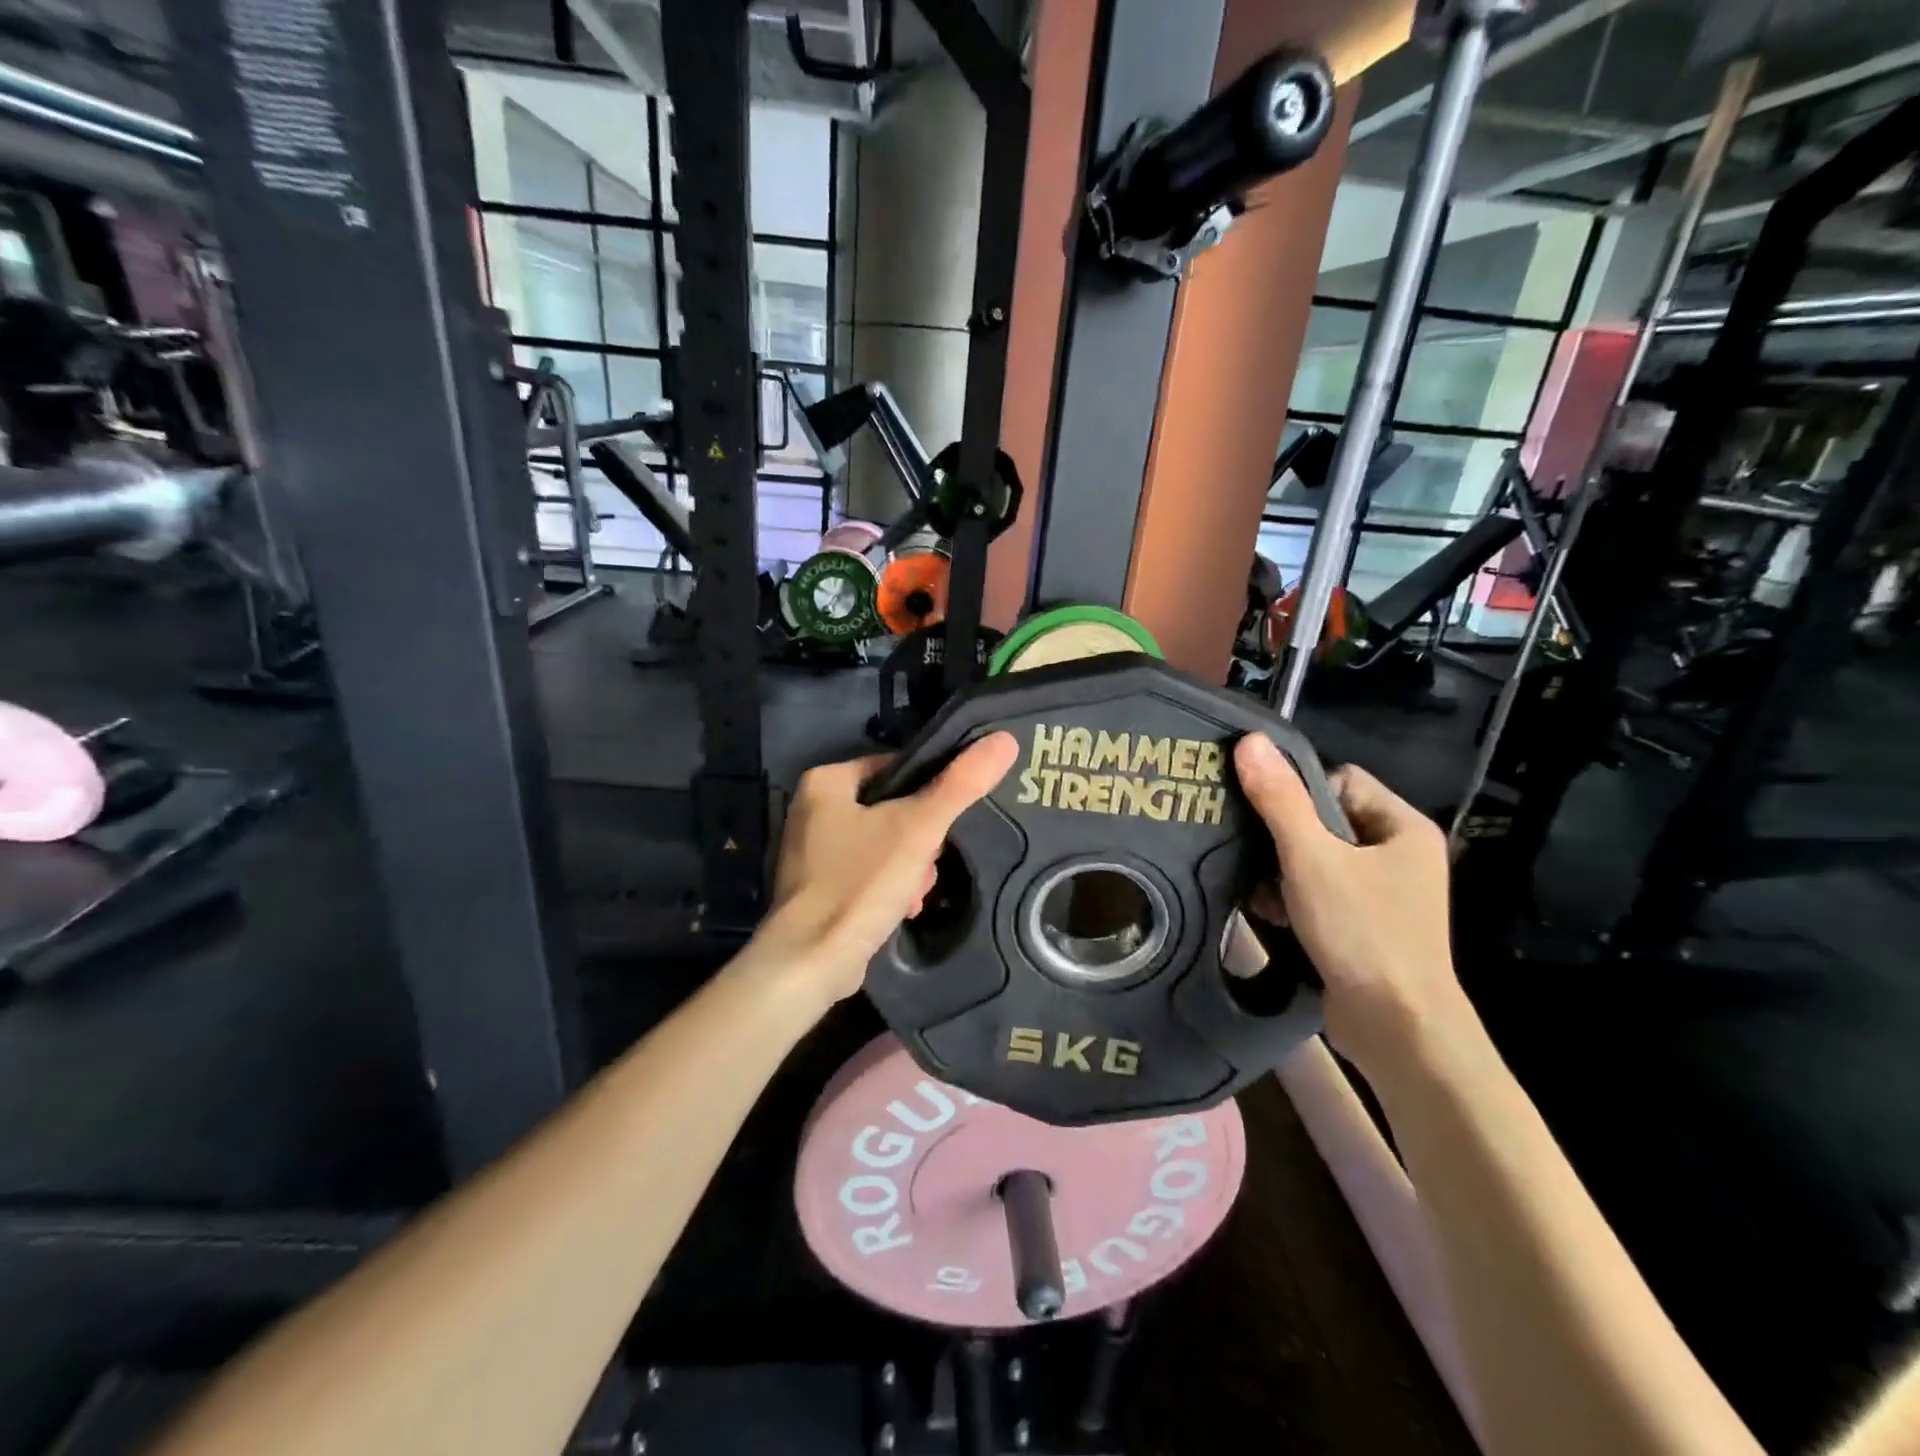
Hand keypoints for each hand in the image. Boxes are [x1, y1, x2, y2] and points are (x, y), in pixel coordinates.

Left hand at [759, 733, 1020, 1003]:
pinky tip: (901, 910)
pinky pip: (866, 874)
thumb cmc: (859, 883)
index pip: (895, 768)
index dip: (928, 793)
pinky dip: (887, 889)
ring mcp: (811, 853)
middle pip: (891, 810)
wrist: (811, 962)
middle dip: (919, 842)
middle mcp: (811, 810)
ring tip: (915, 893)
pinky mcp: (817, 889)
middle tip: (926, 865)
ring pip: (883, 845)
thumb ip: (961, 784)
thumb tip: (1004, 739)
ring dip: (909, 869)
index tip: (943, 823)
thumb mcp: (918, 828)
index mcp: (825, 782)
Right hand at [1234, 735, 1469, 1076]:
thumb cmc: (1363, 931)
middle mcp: (1397, 854)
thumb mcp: (1312, 858)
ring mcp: (1383, 894)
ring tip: (1258, 891)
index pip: (1340, 781)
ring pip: (1316, 860)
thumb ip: (1279, 799)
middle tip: (1251, 855)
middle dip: (1282, 839)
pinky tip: (1268, 913)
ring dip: (1281, 872)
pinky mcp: (1364, 925)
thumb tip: (1250, 741)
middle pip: (1323, 821)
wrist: (1397, 1029)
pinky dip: (1292, 899)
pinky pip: (1319, 893)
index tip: (1266, 818)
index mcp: (1402, 827)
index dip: (1299, 793)